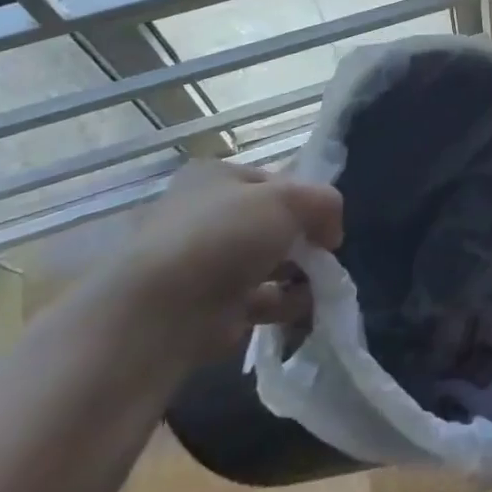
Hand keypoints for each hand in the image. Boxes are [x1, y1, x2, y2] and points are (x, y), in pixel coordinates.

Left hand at [110, 158, 344, 360]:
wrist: (160, 314)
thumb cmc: (224, 236)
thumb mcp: (289, 199)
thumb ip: (323, 203)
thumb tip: (330, 231)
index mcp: (213, 177)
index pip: (273, 182)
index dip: (305, 199)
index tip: (326, 224)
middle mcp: (202, 216)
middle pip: (270, 224)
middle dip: (303, 241)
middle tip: (325, 257)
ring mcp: (200, 266)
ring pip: (265, 264)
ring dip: (298, 275)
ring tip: (322, 288)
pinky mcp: (203, 310)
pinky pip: (256, 302)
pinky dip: (283, 305)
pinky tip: (304, 311)